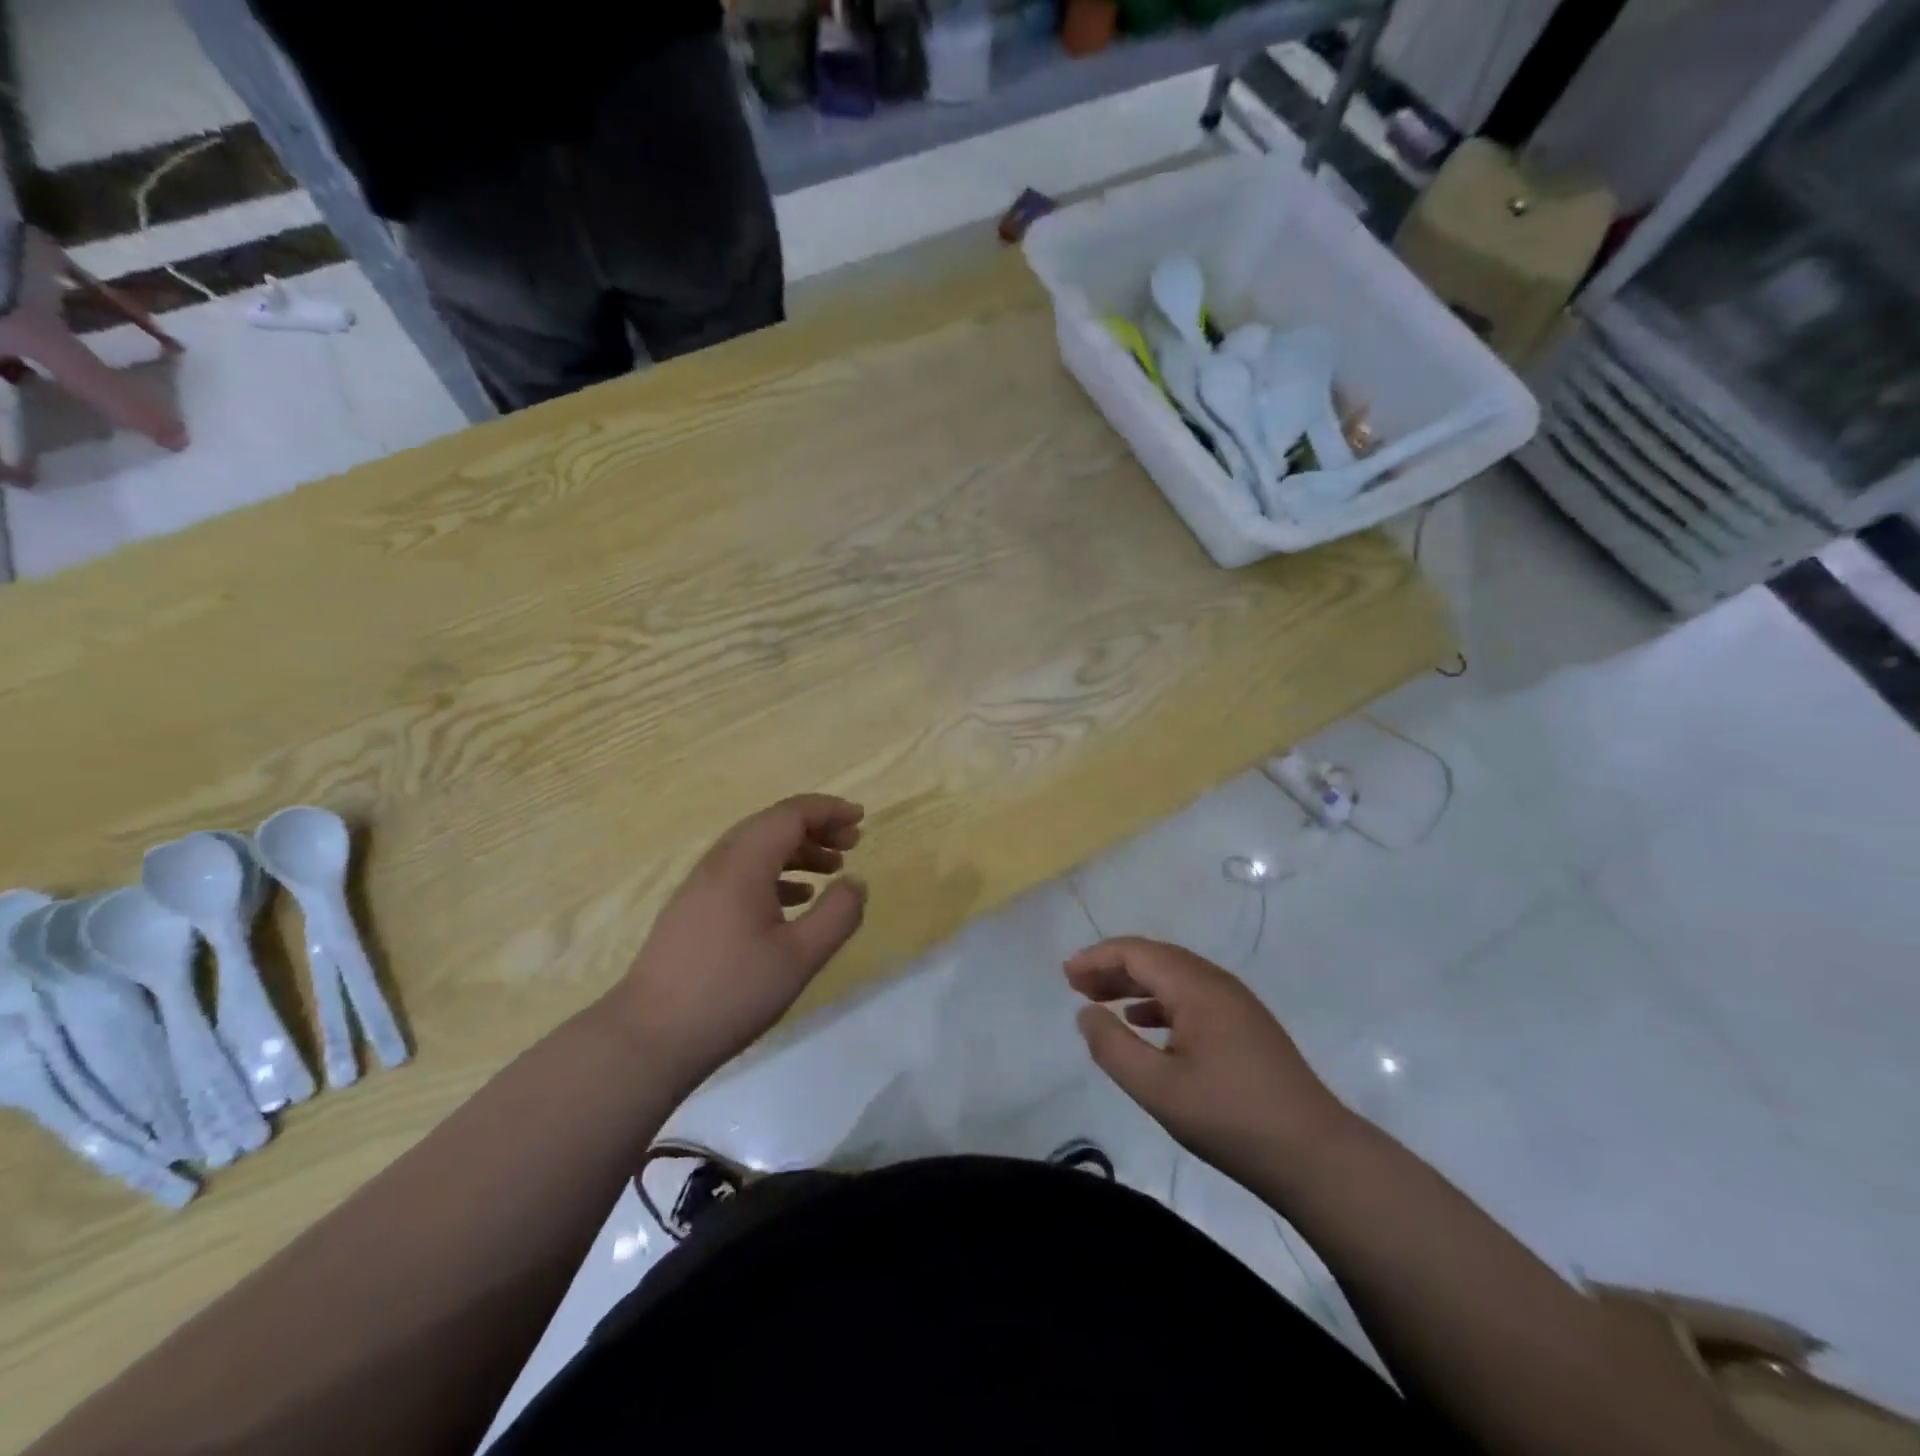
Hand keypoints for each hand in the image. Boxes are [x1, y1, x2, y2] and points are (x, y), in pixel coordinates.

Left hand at [604, 795, 866, 1089]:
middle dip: (815, 828)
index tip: (860, 820)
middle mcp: (719, 863)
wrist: (649, 1037)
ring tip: (831, 870)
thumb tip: (856, 882)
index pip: (790, 815)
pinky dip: (774, 874)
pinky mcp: (693, 910)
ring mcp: (701, 886)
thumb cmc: (731, 992)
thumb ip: (837, 915)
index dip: (828, 811)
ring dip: (796, 851)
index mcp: (744, 863)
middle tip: (851, 845)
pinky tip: (794, 900)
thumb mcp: (799, 957)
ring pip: (755, 849)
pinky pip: (741, 873)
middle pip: (772, 825)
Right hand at [1065, 938, 1351, 1181]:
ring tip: (1101, 1001)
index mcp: (1197, 987)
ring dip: (1134, 984)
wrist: (1316, 1156)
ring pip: (1174, 978)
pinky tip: (1144, 1023)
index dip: (1097, 958)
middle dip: (1112, 967)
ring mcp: (1236, 1004)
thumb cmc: (1231, 1118)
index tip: (1065, 975)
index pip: (1137, 953)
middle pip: (1155, 959)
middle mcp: (1217, 983)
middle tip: (1075, 985)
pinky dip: (1159, 1002)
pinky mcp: (1245, 1026)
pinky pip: (1191, 998)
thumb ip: (1114, 1047)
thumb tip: (1086, 1012)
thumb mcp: (1158, 1089)